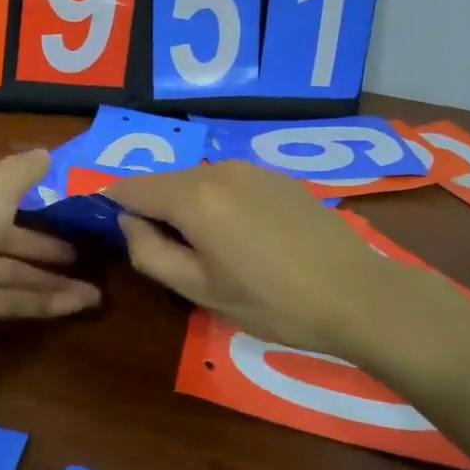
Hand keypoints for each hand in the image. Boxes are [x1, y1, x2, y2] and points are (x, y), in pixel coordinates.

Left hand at [0, 149, 100, 368]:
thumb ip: (24, 171)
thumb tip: (46, 154)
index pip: (1, 188)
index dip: (35, 193)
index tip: (71, 202)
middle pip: (12, 232)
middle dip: (49, 242)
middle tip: (90, 249)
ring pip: (15, 270)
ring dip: (54, 278)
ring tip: (97, 289)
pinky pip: (12, 300)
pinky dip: (43, 302)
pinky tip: (78, 305)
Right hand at [107, 161, 469, 370]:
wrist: (358, 294)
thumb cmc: (272, 301)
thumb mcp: (199, 289)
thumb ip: (149, 252)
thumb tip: (128, 223)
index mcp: (193, 196)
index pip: (130, 187)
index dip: (112, 206)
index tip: (110, 231)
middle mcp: (217, 169)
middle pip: (164, 181)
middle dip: (151, 209)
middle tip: (162, 252)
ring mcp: (251, 168)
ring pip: (196, 181)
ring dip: (186, 206)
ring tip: (205, 249)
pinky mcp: (276, 176)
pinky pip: (227, 182)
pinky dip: (216, 202)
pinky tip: (241, 237)